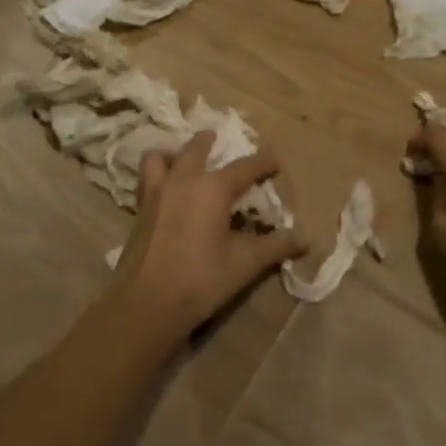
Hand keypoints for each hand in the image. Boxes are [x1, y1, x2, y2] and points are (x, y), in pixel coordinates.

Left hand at [114, 131, 307, 332]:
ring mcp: (157, 192)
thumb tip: (304, 240)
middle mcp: (183, 180)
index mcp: (213, 188)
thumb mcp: (245, 263)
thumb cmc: (201, 279)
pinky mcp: (140, 209)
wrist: (146, 303)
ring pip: (161, 156)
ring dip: (175, 152)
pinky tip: (166, 189)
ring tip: (184, 160)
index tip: (276, 163)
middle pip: (197, 148)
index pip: (246, 167)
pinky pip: (147, 177)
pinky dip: (157, 172)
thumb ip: (275, 247)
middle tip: (221, 141)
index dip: (264, 163)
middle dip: (212, 142)